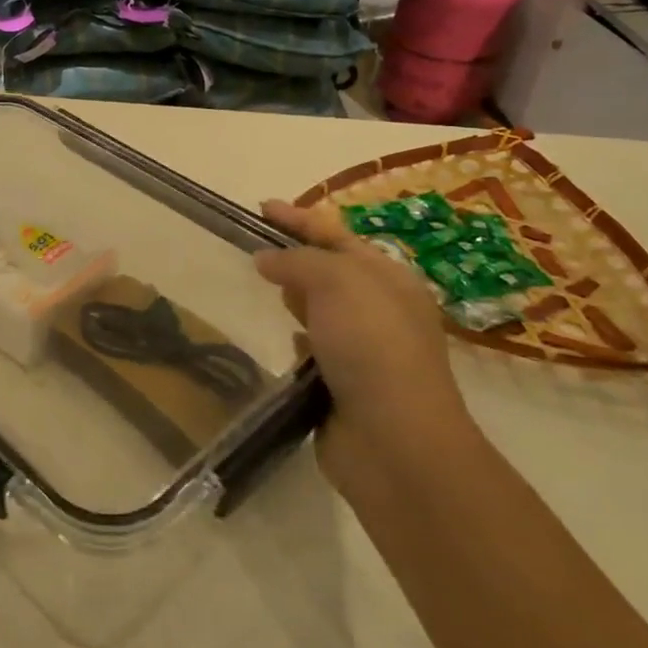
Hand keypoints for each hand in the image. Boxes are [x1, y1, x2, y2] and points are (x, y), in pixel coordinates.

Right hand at [256, 198, 471, 483]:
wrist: (393, 440)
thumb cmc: (371, 348)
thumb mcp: (337, 284)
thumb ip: (297, 262)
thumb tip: (266, 259)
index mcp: (388, 279)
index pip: (336, 235)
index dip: (299, 218)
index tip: (261, 207)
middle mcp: (379, 310)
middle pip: (328, 270)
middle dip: (295, 254)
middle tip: (254, 244)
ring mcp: (362, 349)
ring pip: (320, 309)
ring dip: (295, 297)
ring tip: (262, 285)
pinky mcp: (342, 384)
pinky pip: (314, 348)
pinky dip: (299, 339)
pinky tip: (285, 340)